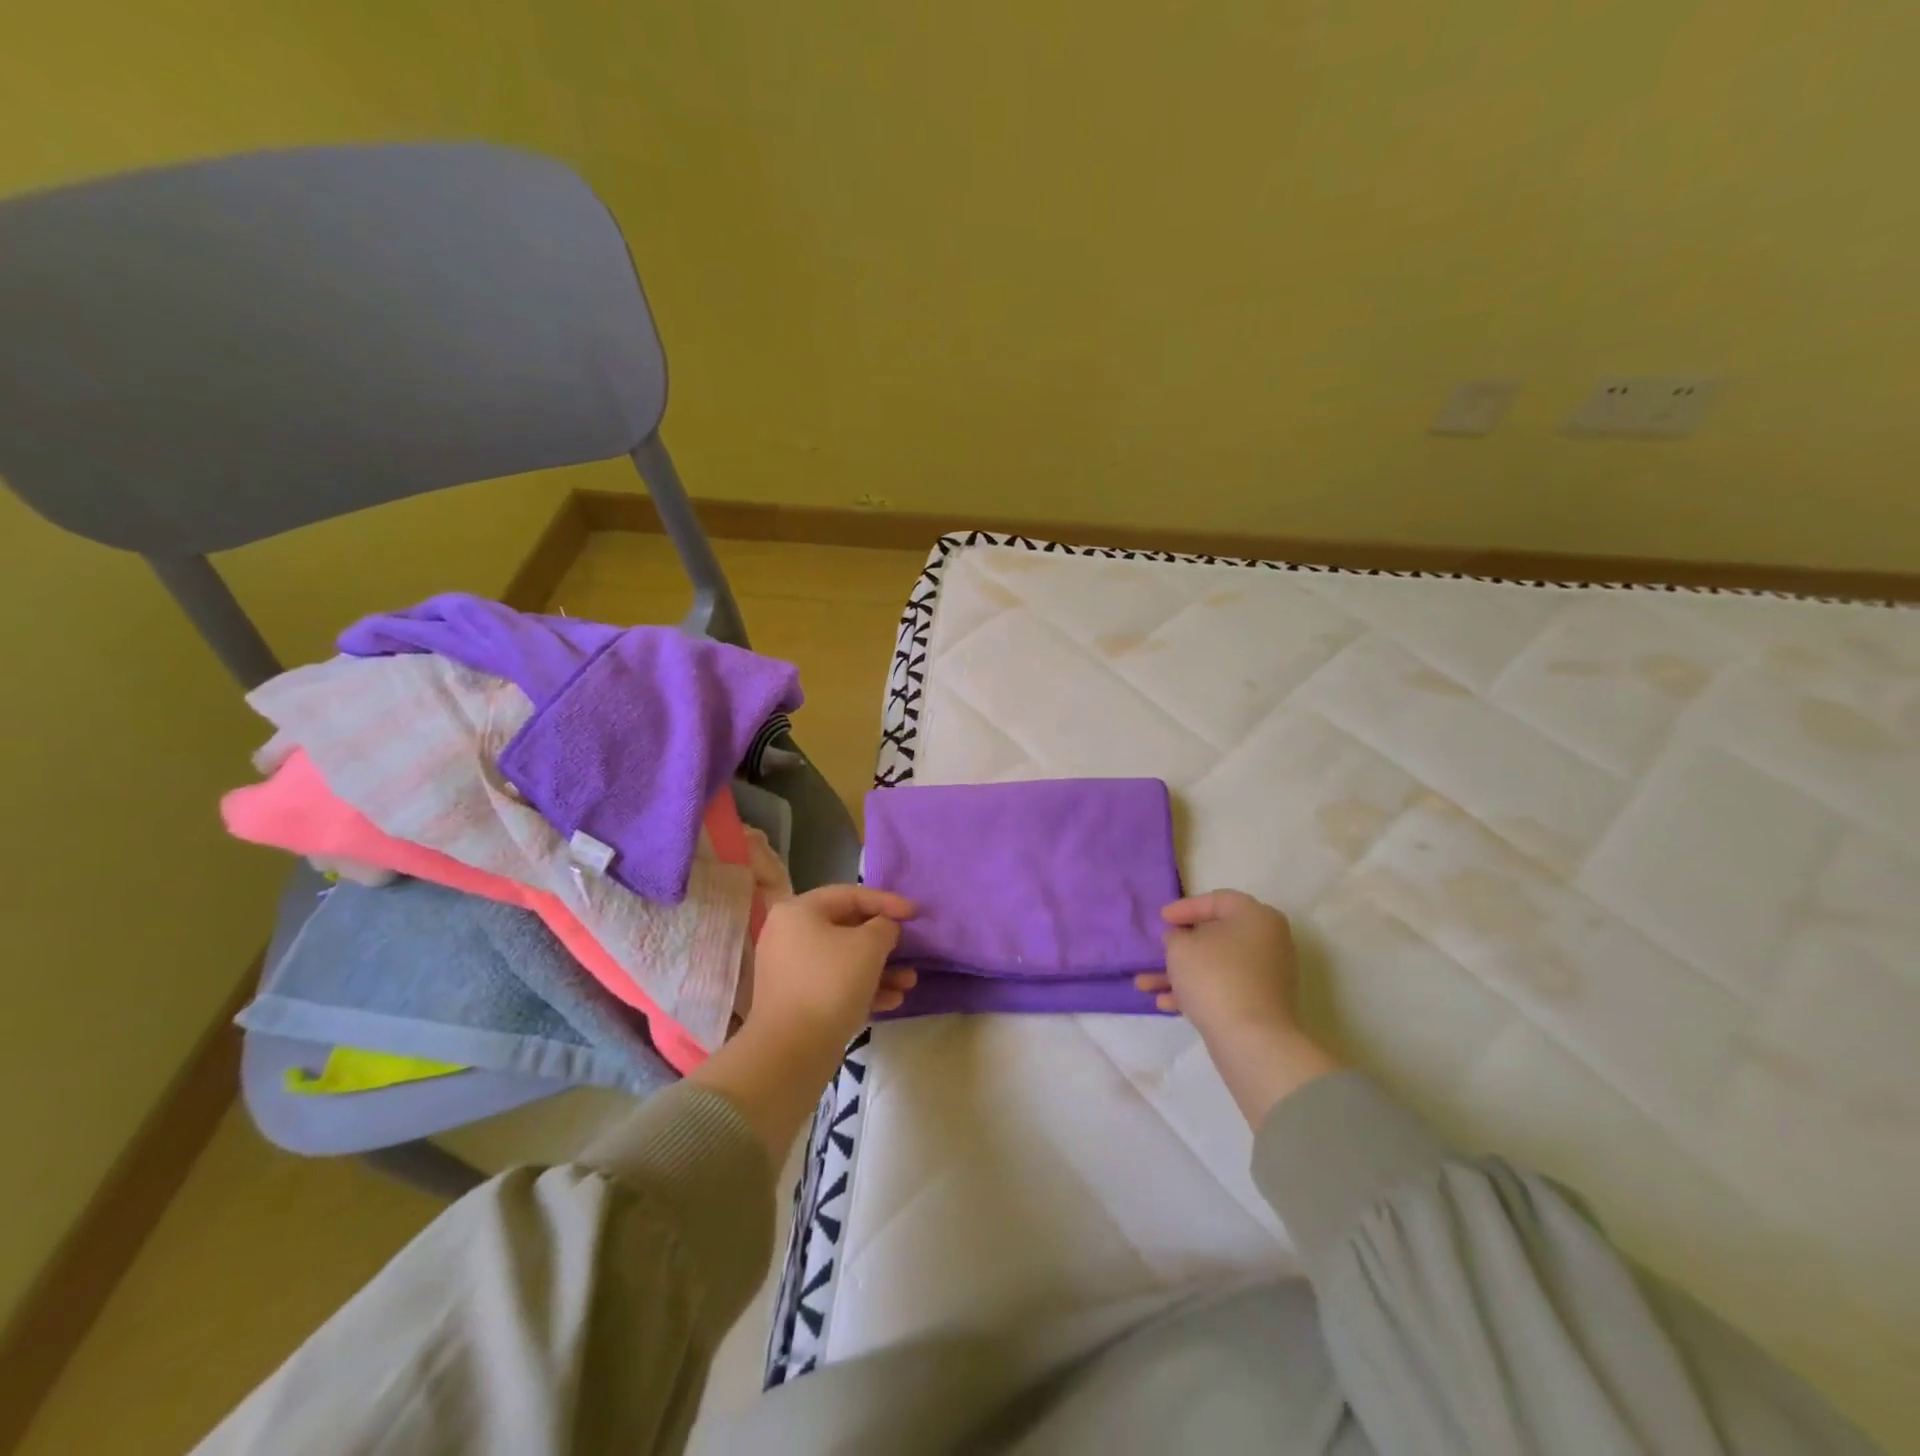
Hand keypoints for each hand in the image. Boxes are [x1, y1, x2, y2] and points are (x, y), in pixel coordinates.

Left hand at [745, 884, 918, 1053]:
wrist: (791, 1051)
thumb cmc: (831, 983)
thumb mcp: (869, 946)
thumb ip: (884, 926)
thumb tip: (884, 929)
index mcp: (799, 911)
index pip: (850, 895)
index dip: (887, 901)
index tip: (916, 913)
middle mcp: (788, 935)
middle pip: (846, 928)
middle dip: (884, 942)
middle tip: (911, 948)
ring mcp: (790, 970)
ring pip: (844, 960)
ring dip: (880, 969)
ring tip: (909, 982)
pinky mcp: (796, 1001)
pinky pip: (835, 984)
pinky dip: (863, 988)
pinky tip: (893, 1001)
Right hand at [1137, 889, 1339, 1126]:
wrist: (1251, 1040)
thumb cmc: (1215, 977)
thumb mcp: (1180, 946)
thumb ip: (1175, 935)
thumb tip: (1182, 939)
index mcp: (1256, 917)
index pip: (1217, 900)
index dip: (1185, 908)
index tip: (1161, 919)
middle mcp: (1267, 942)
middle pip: (1216, 935)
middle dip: (1180, 945)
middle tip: (1159, 947)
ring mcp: (1266, 976)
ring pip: (1214, 965)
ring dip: (1179, 972)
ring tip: (1144, 983)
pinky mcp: (1259, 1004)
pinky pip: (1222, 988)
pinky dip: (1195, 991)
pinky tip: (1164, 1003)